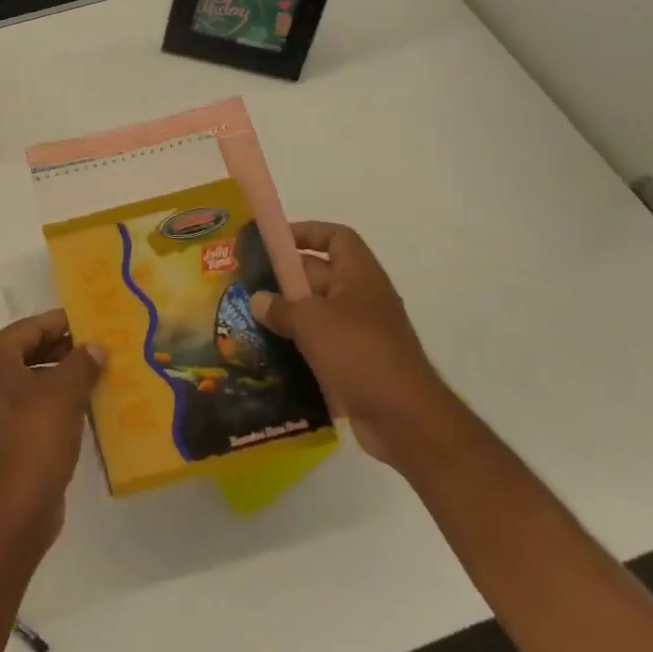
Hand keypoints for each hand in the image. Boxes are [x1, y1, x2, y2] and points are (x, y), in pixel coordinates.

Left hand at [0, 310, 102, 550]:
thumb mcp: (65, 393)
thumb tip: (95, 347)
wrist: (13, 508)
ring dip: (58, 377)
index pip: (31, 327)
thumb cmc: (35, 436)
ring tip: (96, 376)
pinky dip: (48, 402)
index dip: (64, 324)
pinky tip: (79, 407)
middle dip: (63, 351)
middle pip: (26, 351)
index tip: (94, 324)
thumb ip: (81, 363)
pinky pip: (23, 406)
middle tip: (99, 350)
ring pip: (26, 380)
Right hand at [250, 222, 453, 466]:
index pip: (336, 237)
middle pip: (320, 274)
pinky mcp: (355, 364)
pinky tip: (268, 353)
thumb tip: (258, 299)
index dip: (306, 232)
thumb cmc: (360, 353)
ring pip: (317, 312)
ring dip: (287, 314)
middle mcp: (362, 298)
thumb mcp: (312, 322)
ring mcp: (361, 333)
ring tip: (249, 318)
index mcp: (360, 276)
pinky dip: (297, 345)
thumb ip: (281, 307)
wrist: (405, 419)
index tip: (273, 242)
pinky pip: (320, 344)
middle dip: (285, 277)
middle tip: (246, 284)